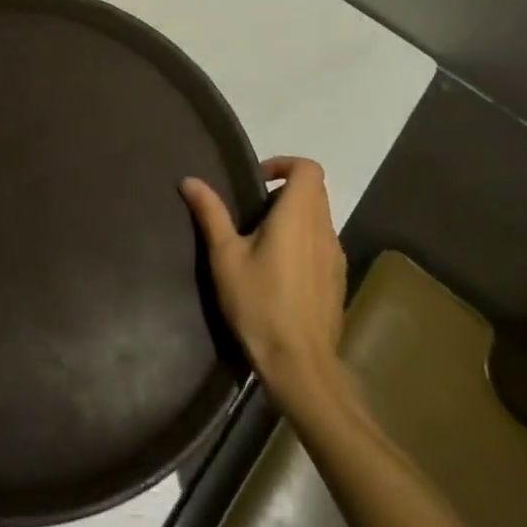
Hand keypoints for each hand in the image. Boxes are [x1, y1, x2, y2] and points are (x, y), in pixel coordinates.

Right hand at [180, 157, 347, 406]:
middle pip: (315, 191)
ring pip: (319, 218)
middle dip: (285, 189)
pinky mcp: (337, 280)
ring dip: (294, 216)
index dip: (283, 164)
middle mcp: (323, 230)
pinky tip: (278, 270)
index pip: (308, 168)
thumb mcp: (225, 256)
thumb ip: (211, 214)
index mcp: (298, 217)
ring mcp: (336, 257)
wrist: (300, 363)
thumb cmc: (258, 303)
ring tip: (261, 241)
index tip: (256, 181)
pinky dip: (303, 240)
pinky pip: (322, 244)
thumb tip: (189, 180)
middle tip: (252, 210)